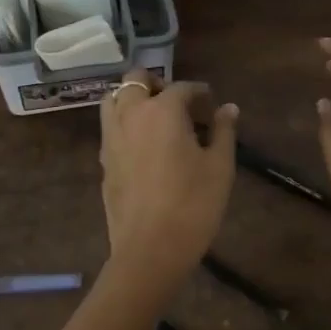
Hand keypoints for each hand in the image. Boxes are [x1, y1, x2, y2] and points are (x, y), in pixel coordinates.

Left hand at [99, 73, 237, 281]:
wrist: (150, 249)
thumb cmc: (193, 204)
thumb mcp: (220, 166)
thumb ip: (224, 131)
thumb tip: (228, 108)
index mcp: (162, 110)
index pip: (182, 87)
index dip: (200, 93)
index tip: (212, 105)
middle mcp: (131, 115)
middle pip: (136, 80)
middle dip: (158, 84)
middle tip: (179, 105)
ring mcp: (111, 137)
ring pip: (114, 99)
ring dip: (133, 99)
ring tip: (155, 119)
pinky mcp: (102, 160)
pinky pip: (110, 127)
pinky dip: (124, 123)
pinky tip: (143, 146)